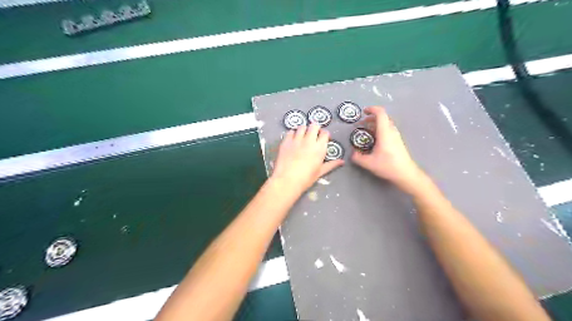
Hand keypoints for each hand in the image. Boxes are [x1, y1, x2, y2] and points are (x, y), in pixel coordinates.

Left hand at [273, 125, 342, 194]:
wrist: (287, 181)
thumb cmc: (305, 179)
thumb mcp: (320, 172)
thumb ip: (331, 164)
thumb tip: (342, 162)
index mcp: (319, 148)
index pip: (325, 133)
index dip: (324, 134)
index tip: (323, 139)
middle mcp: (309, 141)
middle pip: (314, 126)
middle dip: (315, 128)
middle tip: (313, 135)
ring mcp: (296, 140)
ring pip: (302, 126)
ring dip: (304, 130)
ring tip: (303, 136)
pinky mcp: (286, 141)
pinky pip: (290, 132)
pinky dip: (292, 134)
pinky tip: (293, 140)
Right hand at [351, 106, 426, 193]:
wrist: (406, 174)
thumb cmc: (388, 166)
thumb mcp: (369, 163)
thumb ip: (357, 157)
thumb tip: (352, 153)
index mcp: (385, 133)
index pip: (380, 113)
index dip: (372, 109)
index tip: (363, 112)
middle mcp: (392, 131)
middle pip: (383, 117)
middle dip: (371, 118)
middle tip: (361, 124)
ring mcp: (396, 136)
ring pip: (386, 123)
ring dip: (376, 124)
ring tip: (366, 131)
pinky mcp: (398, 141)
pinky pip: (388, 130)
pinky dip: (380, 129)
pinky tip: (374, 139)